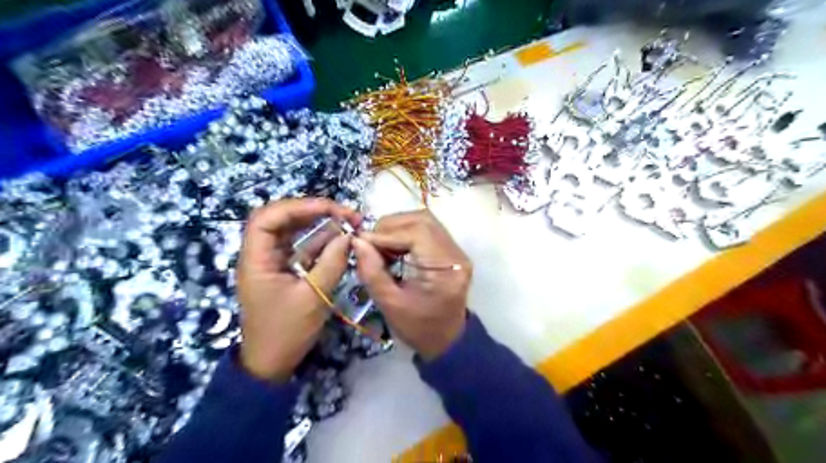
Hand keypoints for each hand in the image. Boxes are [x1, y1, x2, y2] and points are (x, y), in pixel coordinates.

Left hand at [234, 198, 360, 383]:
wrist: (273, 364)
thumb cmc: (287, 332)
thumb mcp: (313, 298)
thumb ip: (332, 263)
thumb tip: (349, 235)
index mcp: (257, 259)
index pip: (268, 217)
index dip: (298, 206)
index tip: (330, 208)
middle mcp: (262, 255)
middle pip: (282, 219)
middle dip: (314, 212)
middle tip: (346, 213)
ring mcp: (274, 262)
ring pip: (295, 232)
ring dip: (321, 224)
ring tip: (349, 222)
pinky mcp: (286, 271)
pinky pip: (303, 248)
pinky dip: (322, 241)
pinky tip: (341, 239)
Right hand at [352, 210, 473, 360]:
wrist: (447, 340)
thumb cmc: (419, 328)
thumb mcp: (390, 304)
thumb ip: (372, 271)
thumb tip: (357, 241)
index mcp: (445, 269)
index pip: (417, 233)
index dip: (386, 233)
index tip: (362, 242)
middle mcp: (456, 254)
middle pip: (423, 221)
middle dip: (391, 226)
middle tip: (370, 243)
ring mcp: (456, 251)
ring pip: (425, 221)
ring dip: (398, 227)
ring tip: (380, 245)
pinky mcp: (451, 251)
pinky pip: (427, 230)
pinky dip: (406, 232)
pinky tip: (393, 247)